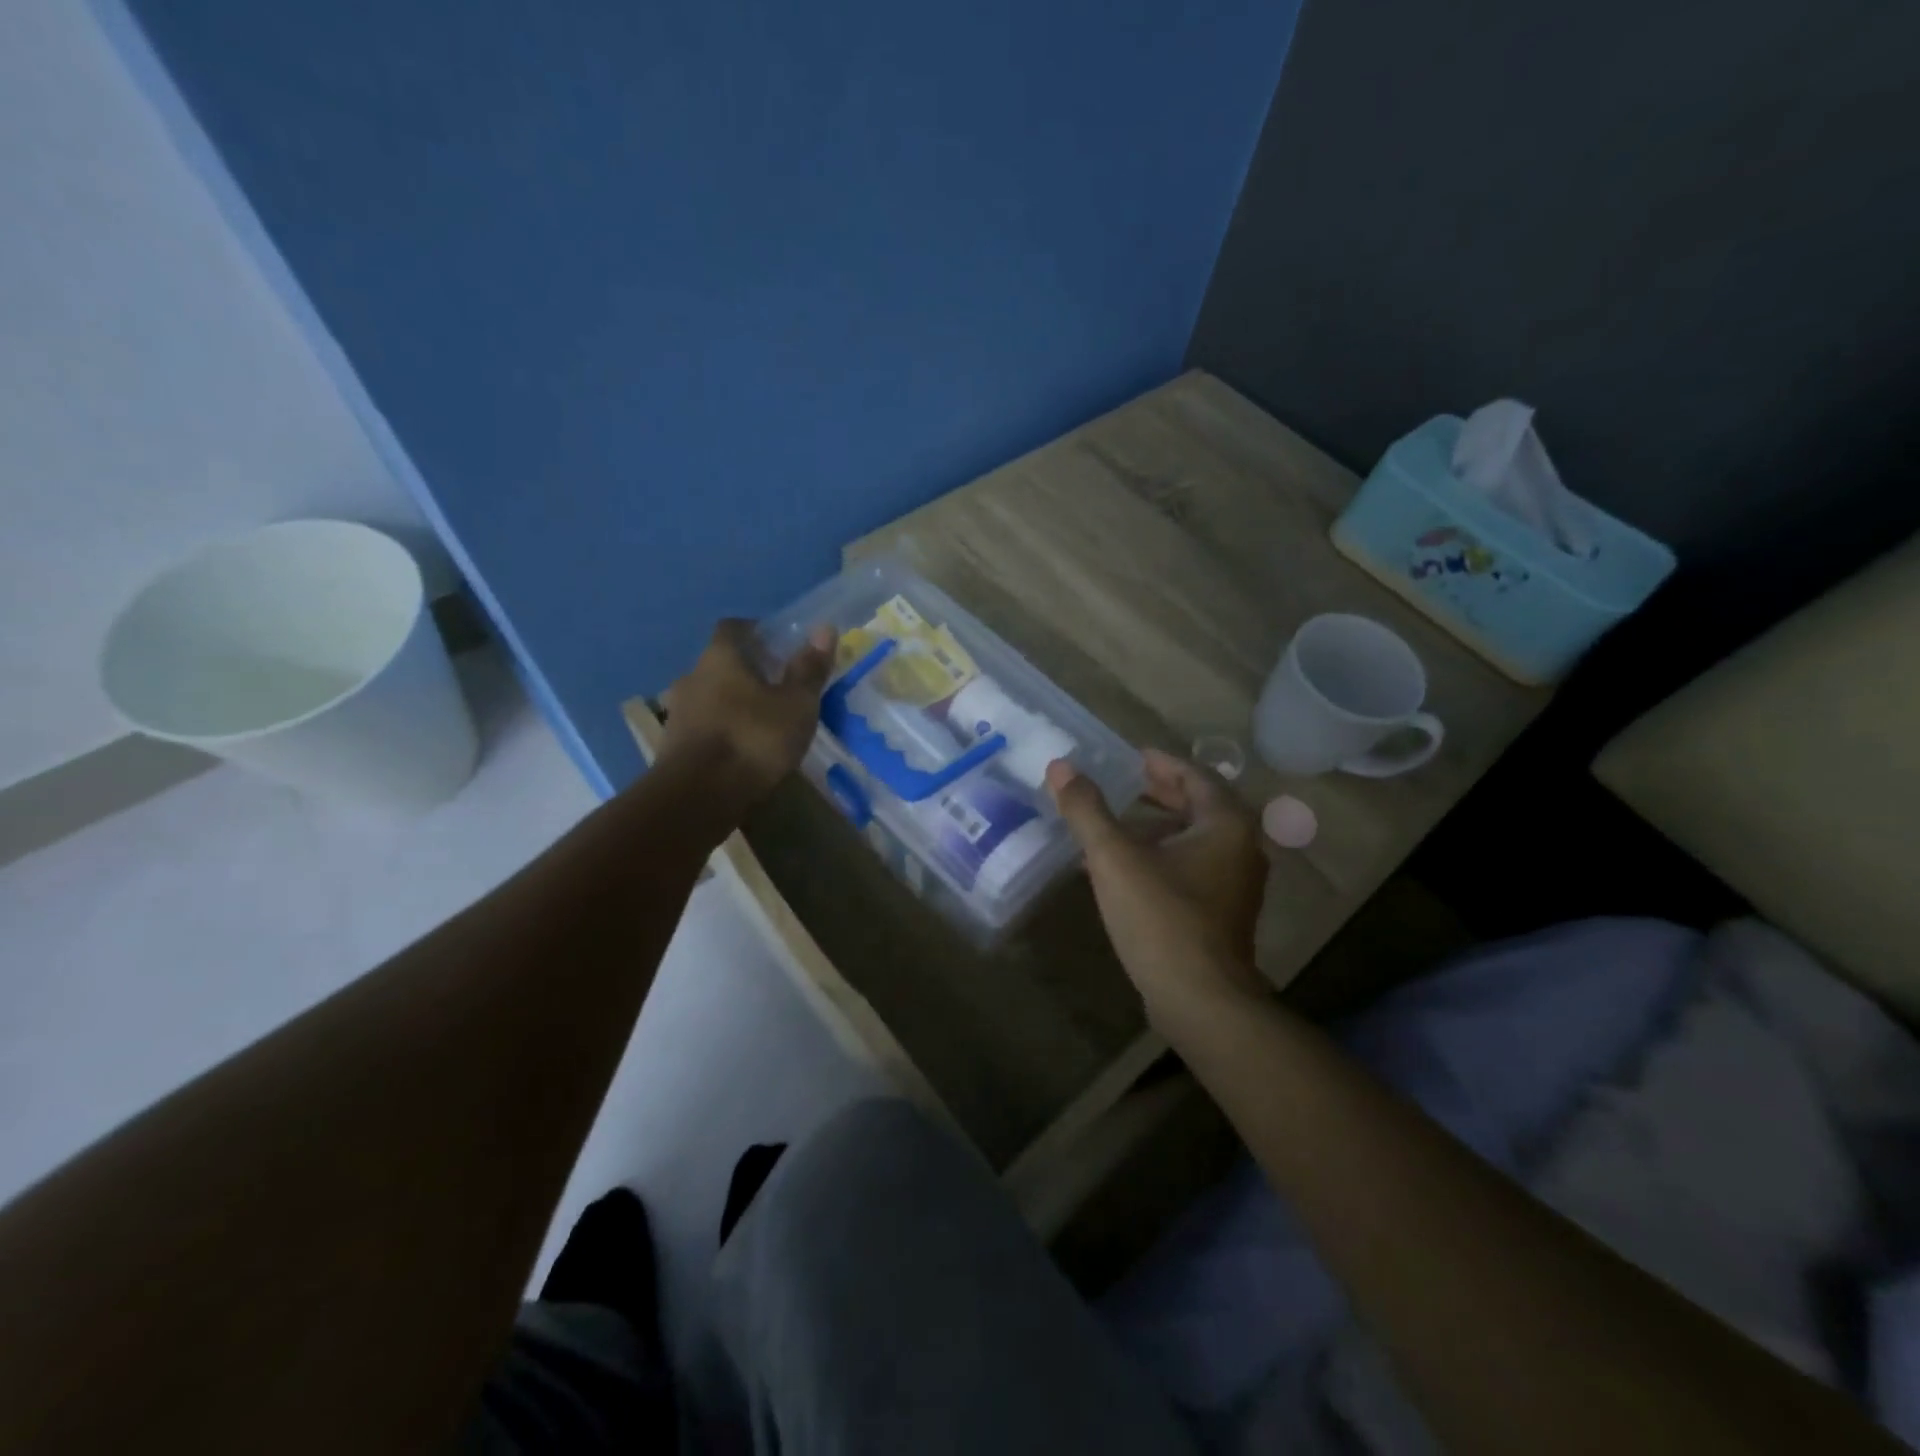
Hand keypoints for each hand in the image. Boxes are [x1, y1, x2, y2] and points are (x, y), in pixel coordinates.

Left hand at [660, 620, 834, 803]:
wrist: (698, 796)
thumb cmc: (753, 739)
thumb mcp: (796, 705)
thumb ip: (809, 669)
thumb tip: (825, 628)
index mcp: (720, 657)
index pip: (734, 627)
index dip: (757, 632)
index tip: (779, 646)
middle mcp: (692, 676)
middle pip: (721, 663)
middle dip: (747, 671)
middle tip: (778, 685)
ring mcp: (678, 712)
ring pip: (710, 696)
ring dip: (733, 703)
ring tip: (763, 721)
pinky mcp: (673, 746)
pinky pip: (703, 726)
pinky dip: (722, 730)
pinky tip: (742, 749)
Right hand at [1046, 749, 1268, 1022]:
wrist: (1201, 1001)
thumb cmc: (1161, 918)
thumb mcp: (1114, 858)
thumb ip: (1087, 810)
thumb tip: (1060, 767)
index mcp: (1226, 824)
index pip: (1195, 775)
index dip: (1160, 763)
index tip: (1130, 758)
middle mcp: (1241, 848)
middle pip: (1198, 806)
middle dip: (1157, 794)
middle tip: (1119, 785)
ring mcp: (1236, 885)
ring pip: (1195, 840)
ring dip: (1157, 828)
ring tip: (1114, 826)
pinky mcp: (1223, 914)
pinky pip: (1192, 868)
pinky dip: (1162, 857)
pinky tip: (1126, 870)